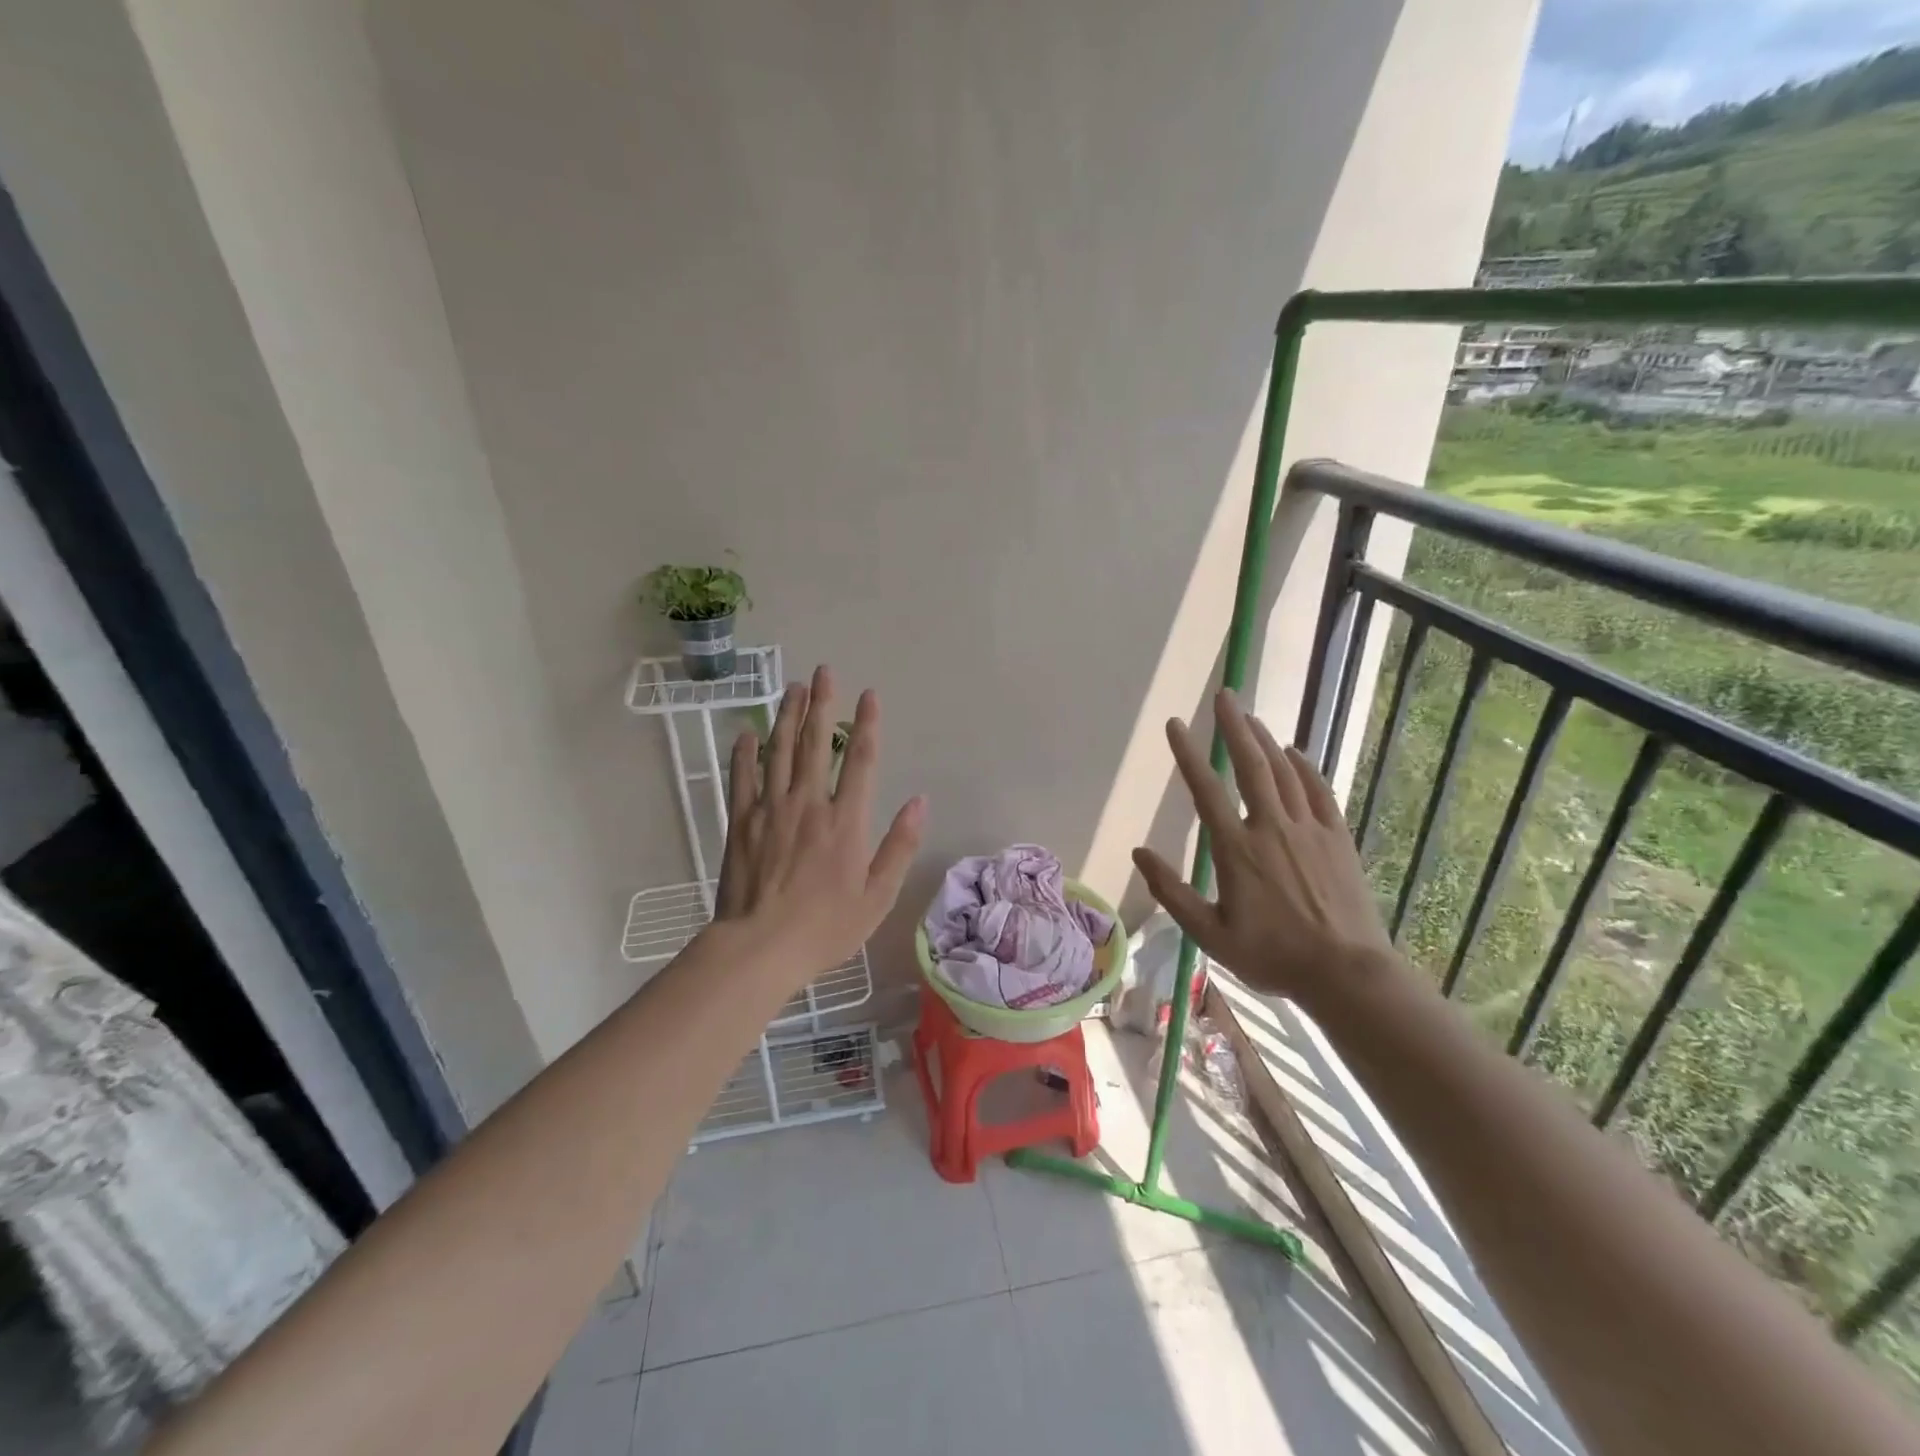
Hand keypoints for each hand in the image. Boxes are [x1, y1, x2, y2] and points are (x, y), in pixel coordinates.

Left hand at [713, 665, 927, 974]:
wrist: (760, 948)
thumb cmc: (826, 927)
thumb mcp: (878, 896)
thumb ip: (900, 846)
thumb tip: (920, 801)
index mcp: (846, 821)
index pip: (862, 760)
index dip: (867, 724)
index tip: (868, 694)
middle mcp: (809, 804)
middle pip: (818, 743)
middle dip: (823, 705)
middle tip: (824, 672)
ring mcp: (771, 809)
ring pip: (781, 751)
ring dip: (787, 717)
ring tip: (793, 688)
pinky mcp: (741, 822)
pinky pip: (743, 778)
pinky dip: (745, 753)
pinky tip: (748, 733)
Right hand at [1132, 689, 1397, 1005]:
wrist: (1346, 973)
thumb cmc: (1272, 956)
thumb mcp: (1209, 934)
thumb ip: (1171, 892)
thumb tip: (1139, 854)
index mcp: (1236, 850)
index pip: (1206, 790)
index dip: (1188, 754)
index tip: (1175, 725)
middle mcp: (1271, 828)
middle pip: (1251, 765)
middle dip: (1234, 727)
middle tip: (1223, 696)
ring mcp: (1308, 829)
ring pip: (1284, 772)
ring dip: (1265, 740)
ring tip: (1249, 716)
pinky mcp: (1336, 838)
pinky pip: (1318, 790)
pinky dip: (1304, 767)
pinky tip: (1295, 752)